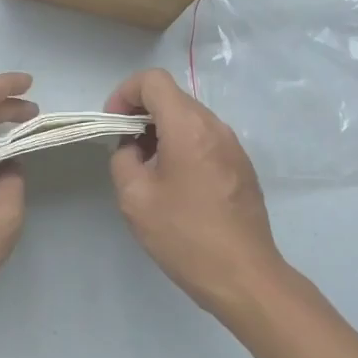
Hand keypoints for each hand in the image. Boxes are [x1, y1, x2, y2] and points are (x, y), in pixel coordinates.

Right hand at [106, 68, 285, 318]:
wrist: (243, 276)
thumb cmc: (185, 235)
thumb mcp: (135, 198)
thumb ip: (123, 159)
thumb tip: (133, 148)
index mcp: (188, 127)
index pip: (153, 80)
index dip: (125, 93)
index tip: (113, 124)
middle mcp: (215, 127)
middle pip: (172, 97)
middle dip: (141, 114)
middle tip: (124, 149)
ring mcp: (233, 146)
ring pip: (189, 118)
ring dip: (161, 132)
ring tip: (147, 169)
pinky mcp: (241, 166)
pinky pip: (204, 139)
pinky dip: (181, 146)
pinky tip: (174, 185)